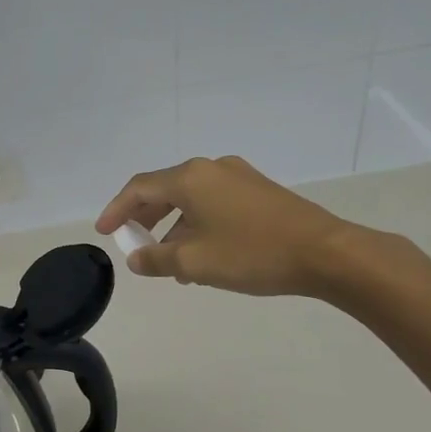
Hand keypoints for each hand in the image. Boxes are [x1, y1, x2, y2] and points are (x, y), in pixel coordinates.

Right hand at [96, 155, 381, 298]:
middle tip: (133, 243)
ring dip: (173, 226)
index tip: (104, 233)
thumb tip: (137, 257)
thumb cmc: (251, 254)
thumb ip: (156, 259)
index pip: (139, 188)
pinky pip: (214, 203)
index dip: (116, 210)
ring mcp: (238, 177)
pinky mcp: (259, 191)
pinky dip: (198, 224)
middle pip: (165, 189)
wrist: (325, 253)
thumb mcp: (194, 263)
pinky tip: (203, 255)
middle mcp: (211, 168)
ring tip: (170, 263)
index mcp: (190, 178)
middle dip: (144, 217)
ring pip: (191, 198)